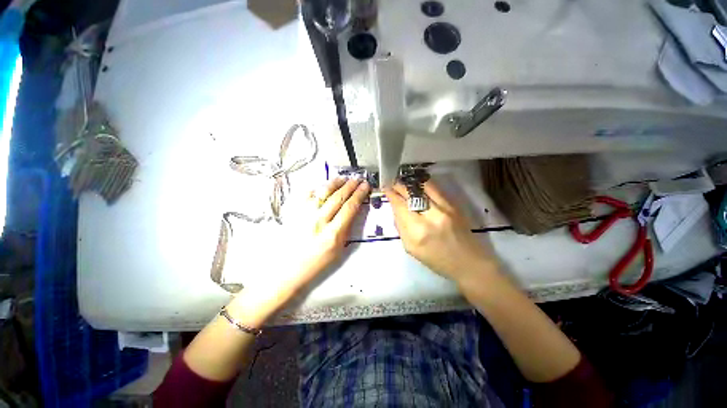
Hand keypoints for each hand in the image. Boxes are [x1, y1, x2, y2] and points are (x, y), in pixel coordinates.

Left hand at [231, 177, 369, 323]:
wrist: (289, 268)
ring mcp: (304, 215)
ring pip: (322, 192)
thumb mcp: (339, 248)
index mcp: (332, 234)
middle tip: (357, 179)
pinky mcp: (294, 212)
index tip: (365, 186)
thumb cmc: (317, 262)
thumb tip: (354, 209)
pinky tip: (324, 185)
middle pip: (338, 197)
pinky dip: (317, 187)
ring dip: (335, 183)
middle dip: (350, 185)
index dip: (359, 194)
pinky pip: (307, 194)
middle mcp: (318, 221)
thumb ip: (347, 227)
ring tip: (344, 178)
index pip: (350, 207)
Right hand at [384, 181, 496, 282]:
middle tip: (393, 184)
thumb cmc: (436, 260)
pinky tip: (418, 185)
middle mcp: (430, 217)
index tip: (386, 189)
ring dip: (411, 184)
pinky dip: (424, 185)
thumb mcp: (411, 248)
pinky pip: (436, 189)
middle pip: (410, 194)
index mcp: (416, 233)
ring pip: (423, 188)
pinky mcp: (454, 206)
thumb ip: (401, 227)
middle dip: (399, 186)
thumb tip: (397, 209)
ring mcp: (444, 209)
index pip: (399, 206)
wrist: (468, 263)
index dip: (391, 195)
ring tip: (405, 183)